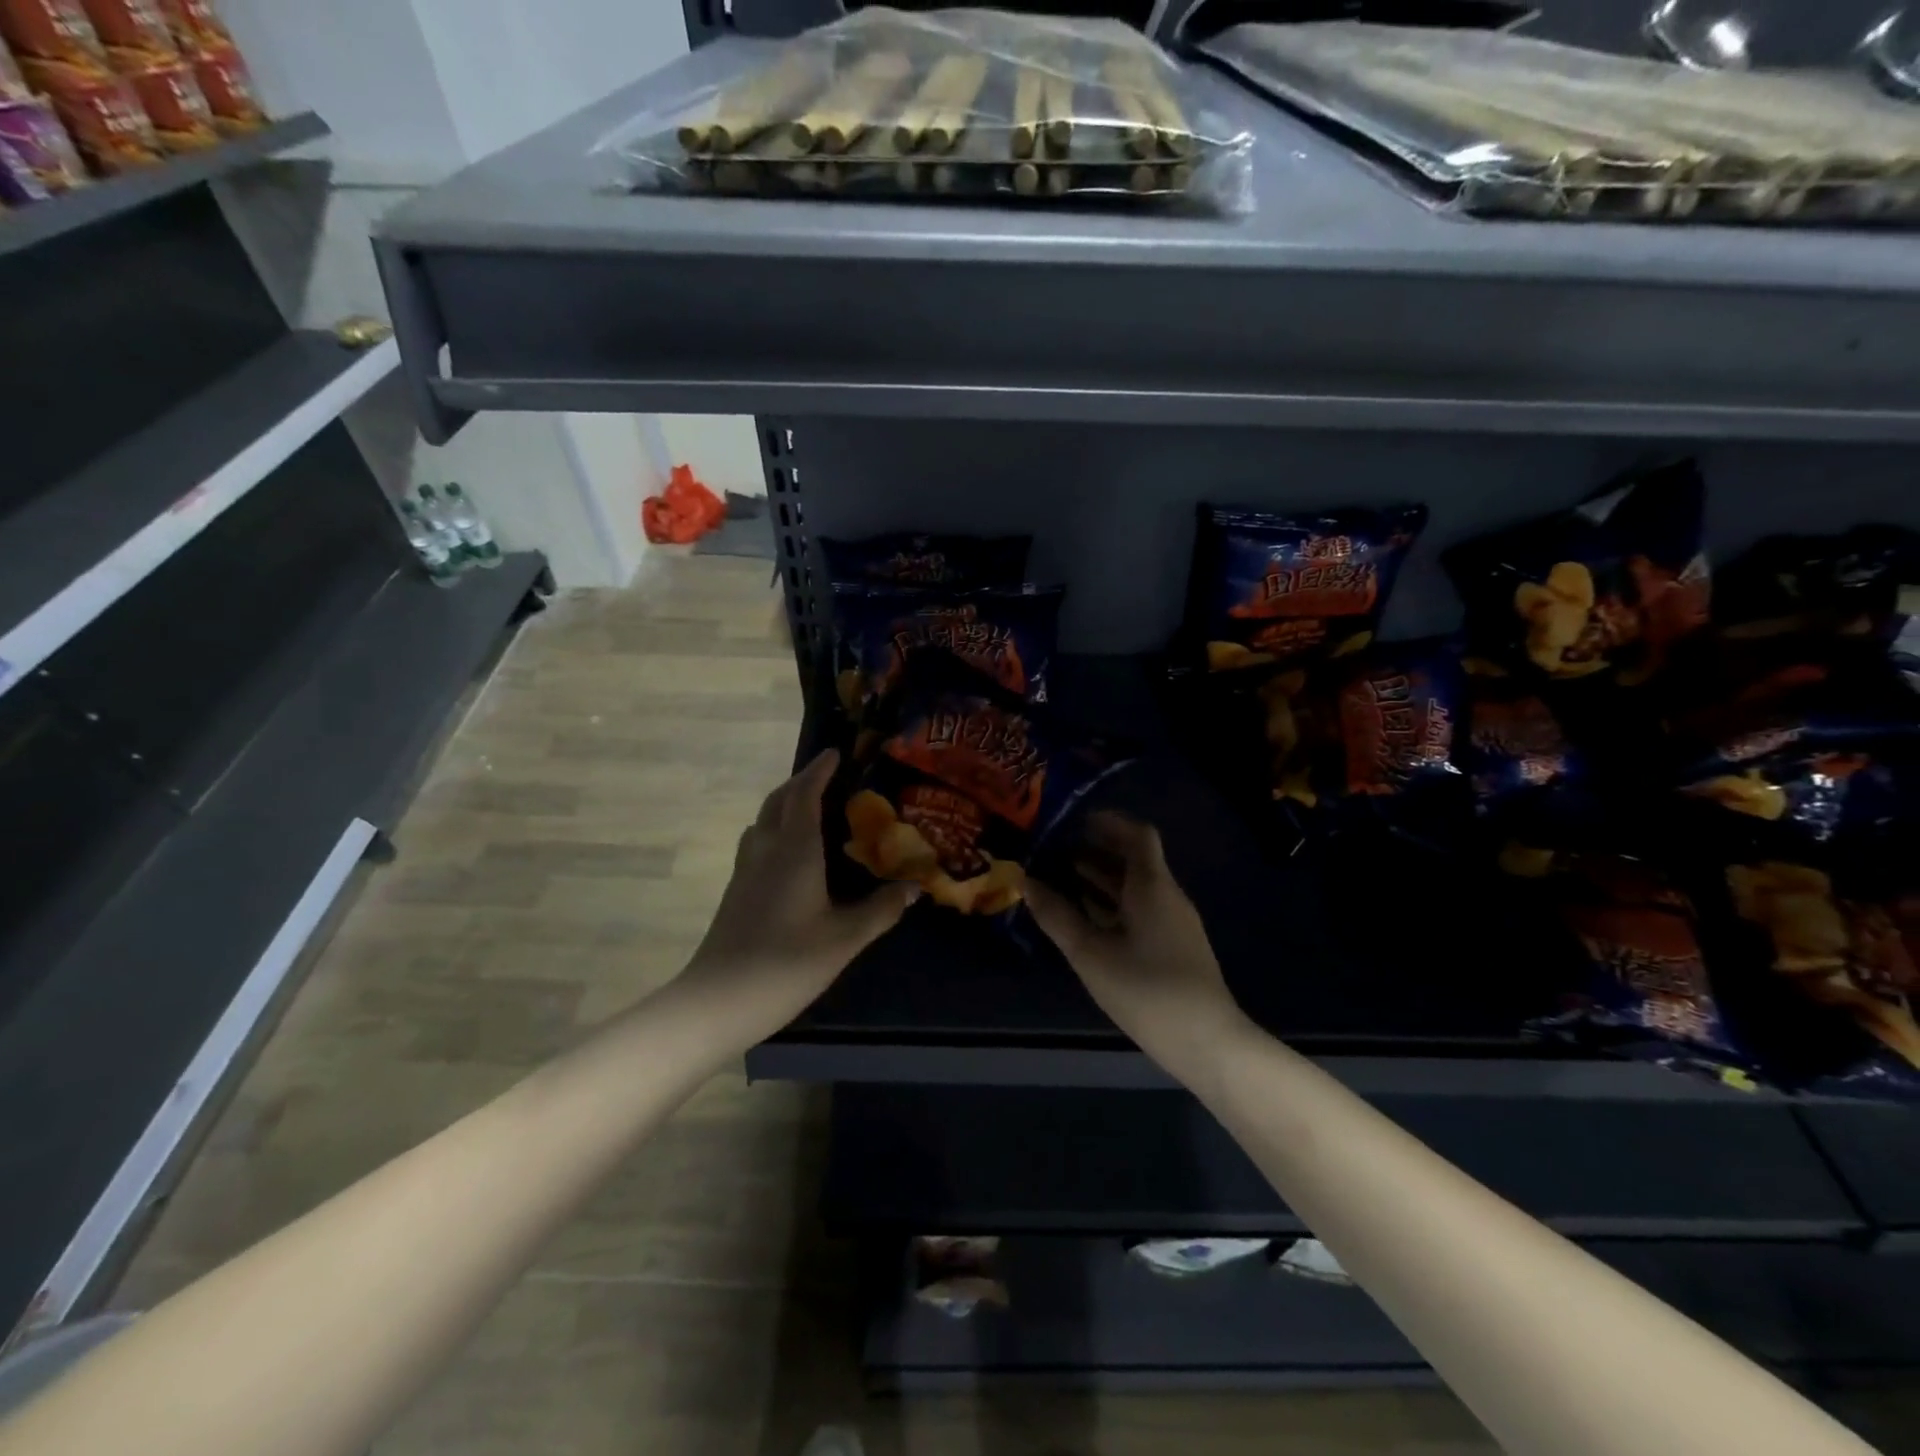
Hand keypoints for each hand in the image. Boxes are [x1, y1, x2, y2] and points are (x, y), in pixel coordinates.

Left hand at [675, 749, 917, 1045]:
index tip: (836, 752)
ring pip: (763, 820)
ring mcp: (745, 870)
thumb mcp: (844, 939)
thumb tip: (914, 886)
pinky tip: (792, 853)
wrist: (718, 1001)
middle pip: (778, 800)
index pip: (804, 794)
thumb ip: (881, 909)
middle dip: (801, 782)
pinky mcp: (736, 891)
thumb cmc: (786, 963)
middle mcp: (766, 850)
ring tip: (812, 809)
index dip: (819, 770)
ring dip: (785, 804)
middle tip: (829, 777)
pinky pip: (758, 842)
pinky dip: (776, 829)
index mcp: (794, 850)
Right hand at [1026, 812, 1249, 1074]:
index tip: (1073, 820)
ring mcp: (1174, 921)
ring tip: (1062, 876)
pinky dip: (1113, 901)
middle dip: (1096, 849)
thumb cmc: (1146, 990)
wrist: (1207, 1043)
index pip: (1137, 835)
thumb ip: (1057, 916)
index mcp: (1152, 886)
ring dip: (1101, 877)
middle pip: (1134, 858)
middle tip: (1056, 848)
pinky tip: (1087, 915)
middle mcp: (1167, 895)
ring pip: (1136, 885)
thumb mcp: (1091, 954)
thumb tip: (1026, 881)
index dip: (1108, 822)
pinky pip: (1141, 907)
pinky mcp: (1175, 945)